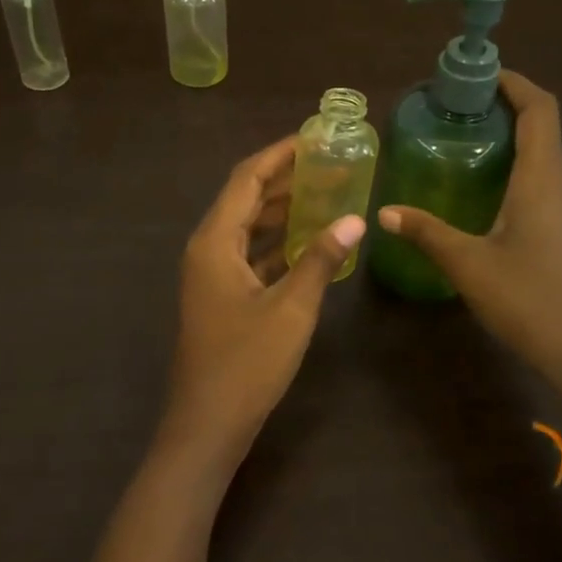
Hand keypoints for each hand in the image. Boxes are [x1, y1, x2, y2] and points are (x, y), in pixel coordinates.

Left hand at [160, 138, 364, 472]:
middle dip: (284, 180)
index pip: (246, 179)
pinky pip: (250, 256)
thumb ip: (319, 260)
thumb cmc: (247, 363)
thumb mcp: (291, 309)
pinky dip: (276, 245)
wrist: (208, 424)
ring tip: (325, 195)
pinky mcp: (221, 298)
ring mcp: (211, 276)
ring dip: (281, 211)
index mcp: (214, 242)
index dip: (279, 154)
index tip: (313, 137)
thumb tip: (354, 220)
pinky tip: (308, 244)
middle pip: (244, 199)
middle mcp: (207, 250)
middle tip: (328, 164)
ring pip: (247, 229)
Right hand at [376, 71, 561, 410]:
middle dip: (505, 111)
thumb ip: (427, 233)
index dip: (514, 83)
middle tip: (458, 113)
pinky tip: (489, 197)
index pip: (540, 109)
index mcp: (544, 179)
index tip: (480, 74)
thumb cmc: (529, 300)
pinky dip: (521, 173)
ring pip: (546, 160)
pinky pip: (548, 186)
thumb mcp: (468, 265)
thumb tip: (386, 213)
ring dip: (513, 144)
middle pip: (543, 130)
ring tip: (467, 148)